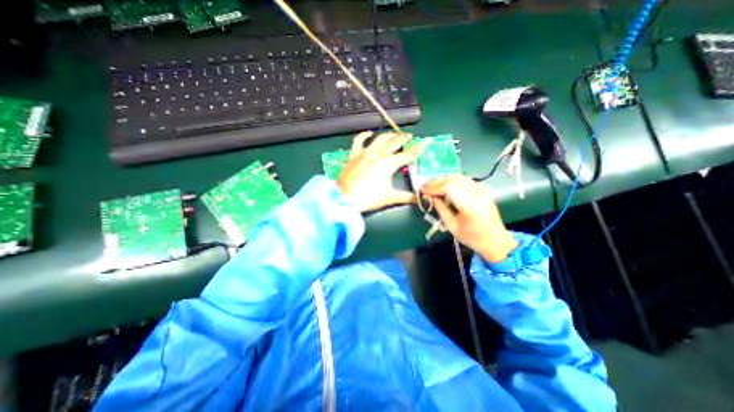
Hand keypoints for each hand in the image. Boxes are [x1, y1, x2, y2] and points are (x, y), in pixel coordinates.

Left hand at [339, 130, 424, 213]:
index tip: (422, 145)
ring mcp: (365, 152)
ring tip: (394, 134)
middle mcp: (379, 154)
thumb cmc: (369, 197)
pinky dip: (364, 135)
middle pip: (394, 142)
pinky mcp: (354, 154)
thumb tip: (419, 200)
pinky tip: (369, 133)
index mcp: (389, 164)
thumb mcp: (390, 197)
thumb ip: (406, 197)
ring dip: (388, 135)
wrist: (346, 198)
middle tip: (409, 136)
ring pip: (380, 138)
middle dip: (404, 138)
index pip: (406, 155)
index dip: (415, 150)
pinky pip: (359, 140)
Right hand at [421, 176, 518, 262]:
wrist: (496, 240)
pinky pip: (465, 180)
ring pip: (459, 177)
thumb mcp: (452, 226)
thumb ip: (441, 209)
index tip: (423, 191)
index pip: (448, 187)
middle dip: (437, 182)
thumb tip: (430, 197)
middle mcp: (477, 194)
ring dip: (444, 180)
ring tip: (433, 186)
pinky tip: (445, 186)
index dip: (434, 187)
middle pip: (453, 179)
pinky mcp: (483, 189)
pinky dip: (452, 181)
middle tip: (426, 188)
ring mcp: (482, 190)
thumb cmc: (473, 237)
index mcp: (470, 206)